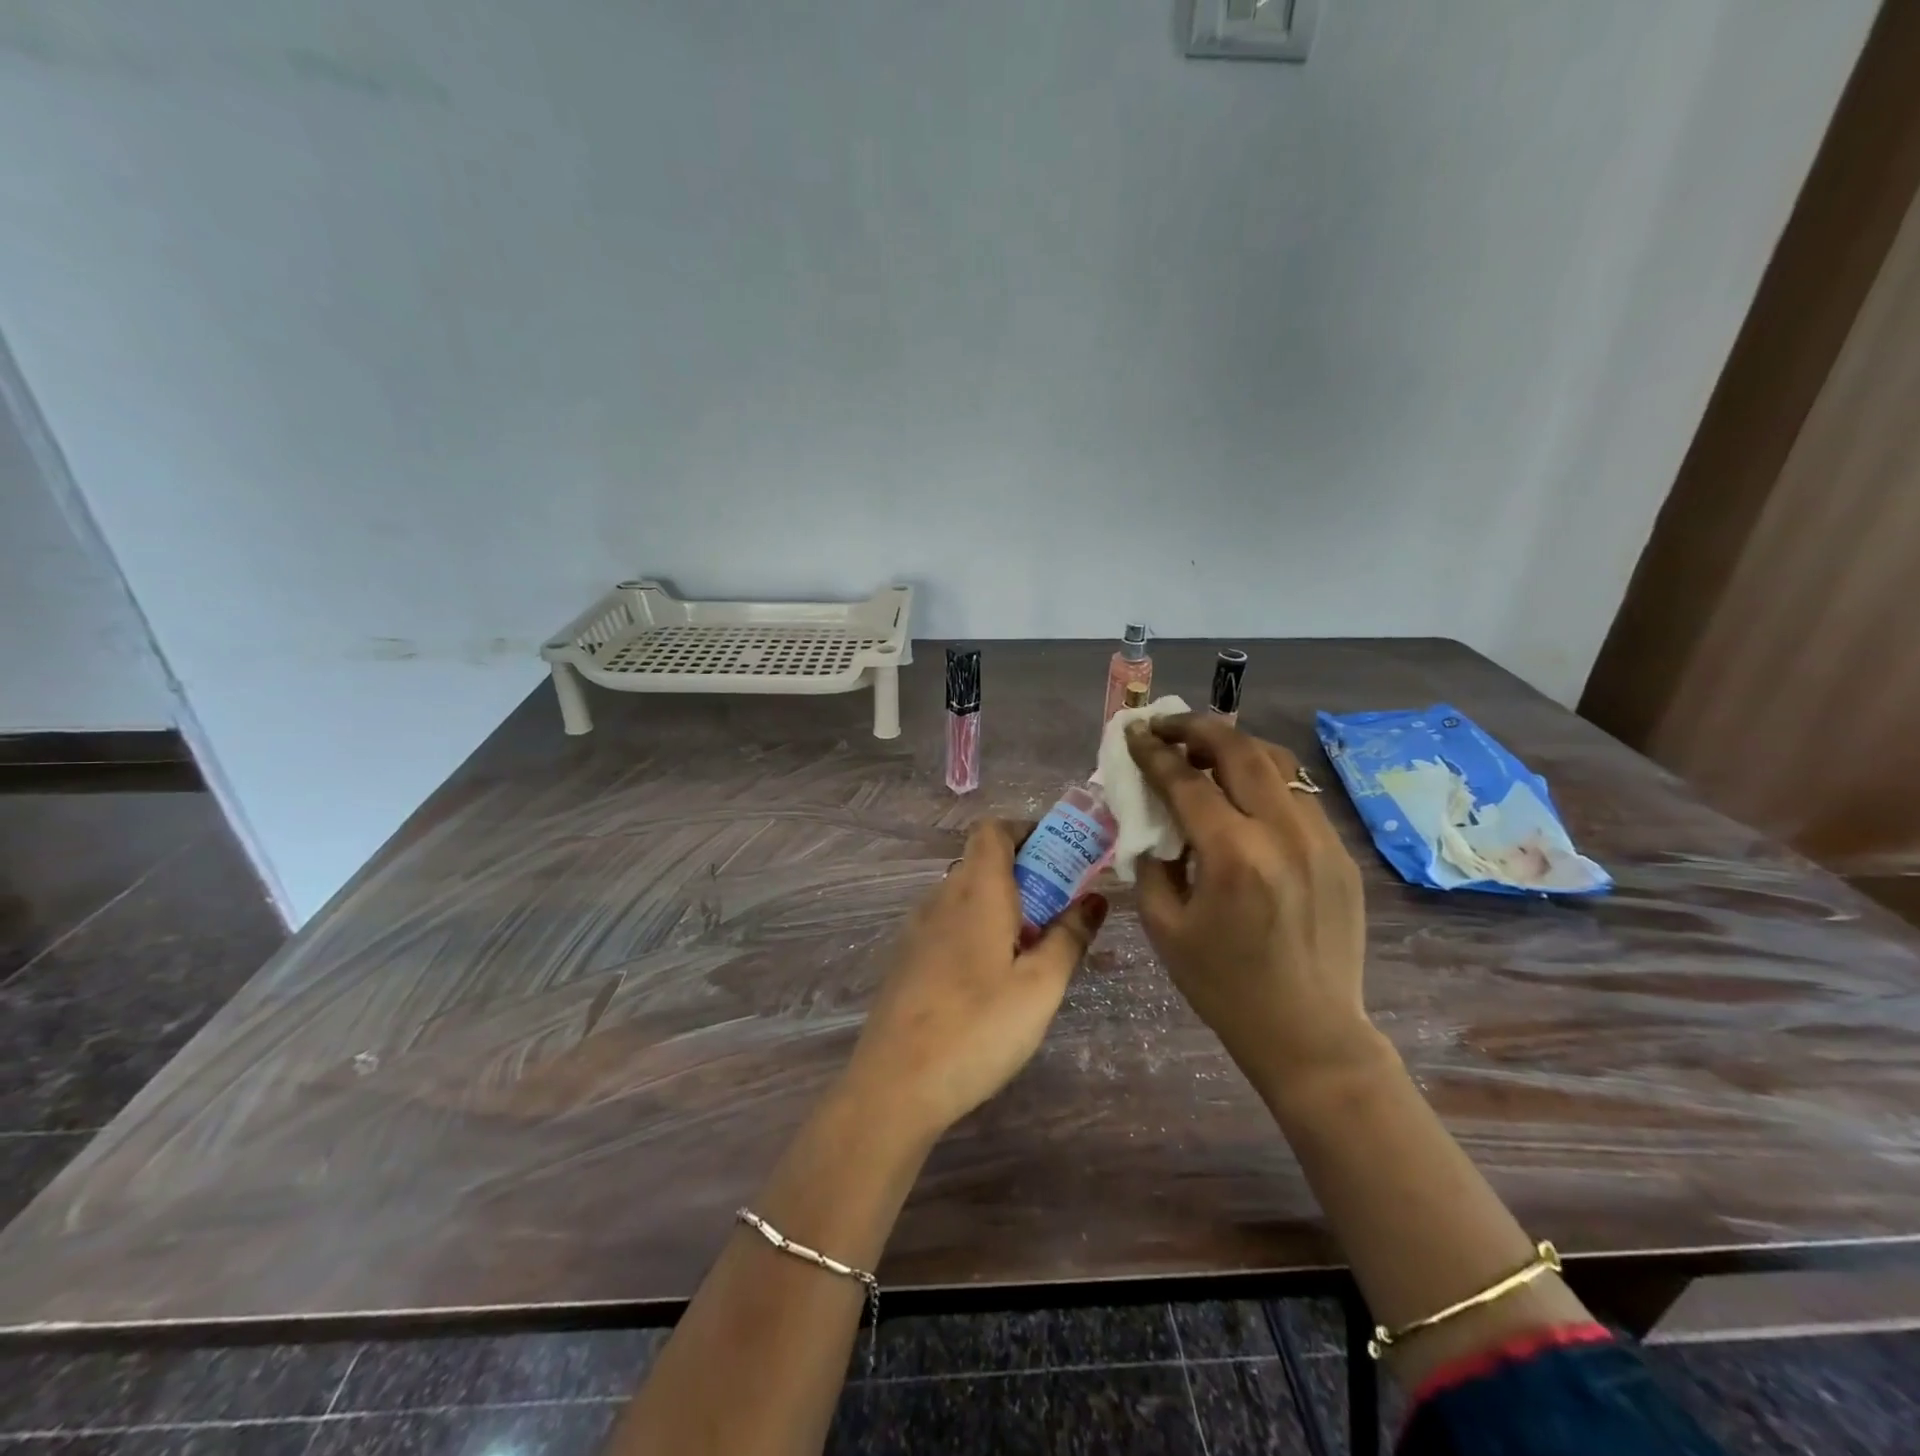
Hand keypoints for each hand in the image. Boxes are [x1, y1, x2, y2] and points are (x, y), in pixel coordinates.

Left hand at [841, 820, 1108, 1145]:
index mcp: (975, 891)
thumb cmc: (977, 1028)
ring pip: (965, 896)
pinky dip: (977, 929)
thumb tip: (1094, 899)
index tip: (1062, 857)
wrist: (895, 1085)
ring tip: (1033, 950)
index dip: (1027, 831)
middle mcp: (941, 898)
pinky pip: (948, 924)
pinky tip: (993, 979)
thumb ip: (1069, 937)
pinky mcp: (907, 960)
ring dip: (1002, 905)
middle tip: (1061, 911)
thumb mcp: (1040, 986)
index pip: (993, 830)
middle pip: (982, 862)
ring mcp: (917, 929)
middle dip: (1026, 873)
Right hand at [1125, 715, 1376, 1100]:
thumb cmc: (1223, 986)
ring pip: (1278, 763)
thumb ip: (1152, 862)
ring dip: (1235, 745)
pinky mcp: (1340, 853)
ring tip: (1204, 748)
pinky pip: (1298, 795)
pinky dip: (1264, 778)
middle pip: (1239, 750)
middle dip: (1195, 728)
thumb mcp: (1164, 927)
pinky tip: (1243, 793)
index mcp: (1233, 856)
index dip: (1153, 752)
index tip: (1132, 733)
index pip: (1186, 781)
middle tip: (1166, 726)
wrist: (1309, 1033)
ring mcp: (1321, 840)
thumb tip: (1149, 819)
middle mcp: (1282, 834)